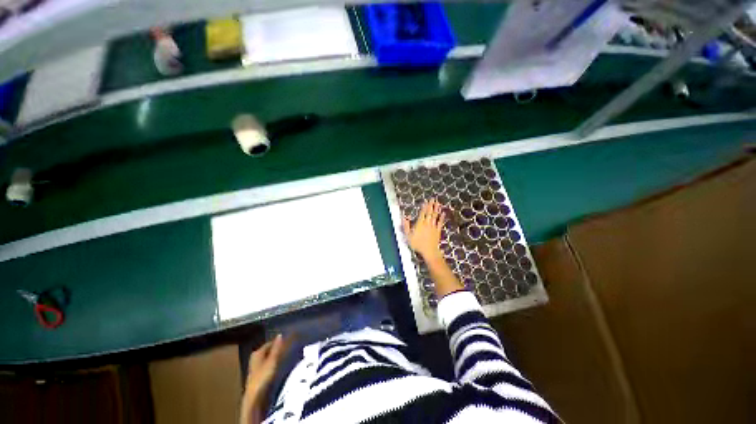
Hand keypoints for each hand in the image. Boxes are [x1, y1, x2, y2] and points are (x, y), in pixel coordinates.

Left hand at [242, 335, 286, 411]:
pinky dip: (273, 364)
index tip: (288, 341)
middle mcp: (255, 358)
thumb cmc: (263, 376)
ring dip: (276, 357)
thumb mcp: (272, 360)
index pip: (270, 343)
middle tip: (288, 348)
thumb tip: (280, 335)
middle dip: (277, 349)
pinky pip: (267, 365)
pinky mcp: (257, 376)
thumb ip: (276, 348)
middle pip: (268, 351)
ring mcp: (255, 367)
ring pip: (268, 358)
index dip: (278, 342)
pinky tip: (279, 367)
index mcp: (257, 353)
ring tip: (286, 356)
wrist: (254, 397)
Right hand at [403, 199, 445, 260]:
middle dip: (431, 205)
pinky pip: (440, 222)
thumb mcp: (408, 236)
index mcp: (420, 224)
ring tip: (438, 203)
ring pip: (435, 216)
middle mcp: (427, 223)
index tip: (426, 201)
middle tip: (433, 199)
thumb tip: (404, 217)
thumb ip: (406, 226)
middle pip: (429, 213)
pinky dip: (442, 217)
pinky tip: (443, 213)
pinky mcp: (438, 231)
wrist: (429, 251)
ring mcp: (433, 227)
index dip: (424, 207)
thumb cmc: (417, 244)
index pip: (422, 213)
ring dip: (436, 209)